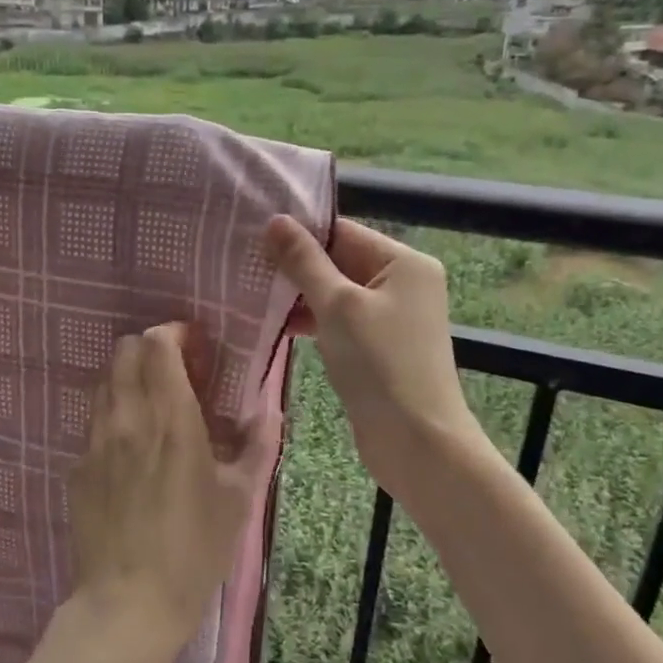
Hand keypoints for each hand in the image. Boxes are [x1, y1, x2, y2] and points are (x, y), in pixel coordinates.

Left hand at [68, 323, 276, 661]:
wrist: (128, 604)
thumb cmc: (194, 551)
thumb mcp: (239, 499)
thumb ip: (257, 446)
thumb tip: (269, 410)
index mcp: (171, 419)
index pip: (157, 345)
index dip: (175, 333)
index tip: (196, 346)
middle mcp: (127, 418)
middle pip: (124, 351)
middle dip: (150, 349)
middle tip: (178, 372)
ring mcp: (95, 441)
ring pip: (104, 381)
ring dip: (130, 378)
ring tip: (155, 406)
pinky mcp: (78, 466)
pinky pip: (95, 420)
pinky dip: (115, 414)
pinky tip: (133, 448)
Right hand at [266, 216, 474, 501]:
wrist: (416, 441)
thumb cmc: (379, 364)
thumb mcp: (337, 306)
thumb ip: (304, 262)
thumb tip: (276, 220)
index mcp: (404, 263)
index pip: (343, 233)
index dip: (300, 234)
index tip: (253, 236)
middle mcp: (404, 283)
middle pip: (341, 261)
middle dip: (297, 266)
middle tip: (246, 265)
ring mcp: (393, 318)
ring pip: (338, 294)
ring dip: (301, 296)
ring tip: (253, 293)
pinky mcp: (380, 348)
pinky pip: (342, 322)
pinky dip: (314, 322)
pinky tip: (278, 326)